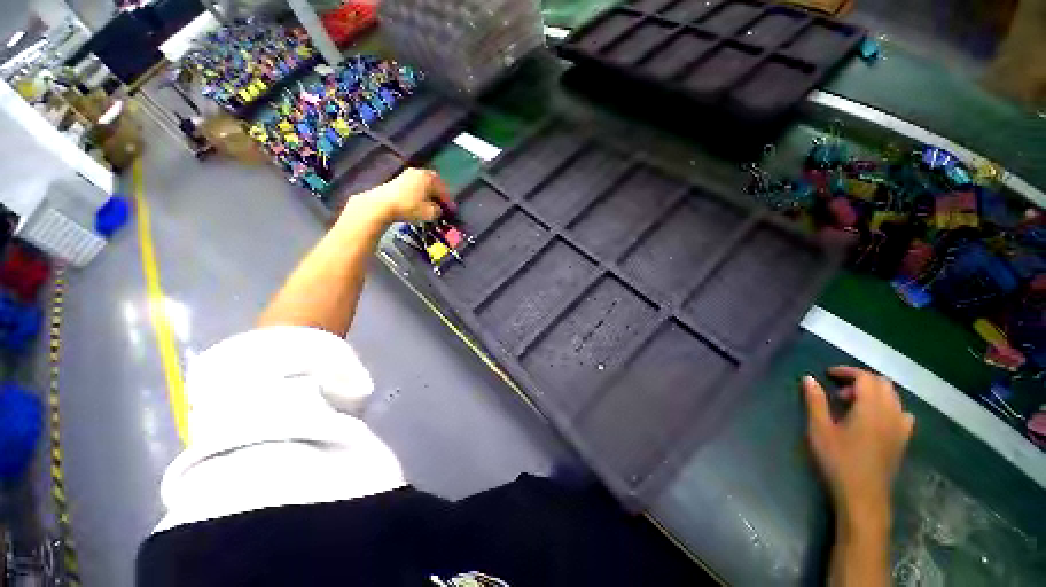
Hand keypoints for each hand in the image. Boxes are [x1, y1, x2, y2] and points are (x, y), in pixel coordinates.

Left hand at [350, 168, 451, 224]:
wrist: (381, 205)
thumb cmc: (409, 207)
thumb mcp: (430, 213)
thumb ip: (438, 210)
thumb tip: (438, 209)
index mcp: (429, 178)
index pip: (444, 190)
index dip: (448, 201)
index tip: (451, 211)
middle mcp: (419, 172)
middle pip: (434, 184)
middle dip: (439, 195)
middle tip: (442, 206)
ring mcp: (407, 174)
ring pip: (423, 185)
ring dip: (428, 194)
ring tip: (430, 205)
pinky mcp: (397, 180)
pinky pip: (414, 186)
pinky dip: (419, 194)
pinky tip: (418, 202)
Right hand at [802, 366, 913, 525]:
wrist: (863, 496)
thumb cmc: (838, 461)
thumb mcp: (819, 430)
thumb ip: (815, 402)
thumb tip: (809, 378)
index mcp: (871, 408)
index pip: (865, 378)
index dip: (847, 371)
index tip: (828, 374)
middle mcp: (891, 413)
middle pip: (882, 384)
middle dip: (861, 380)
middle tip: (839, 390)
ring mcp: (901, 428)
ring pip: (894, 398)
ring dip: (874, 393)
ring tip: (854, 404)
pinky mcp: (903, 441)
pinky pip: (902, 414)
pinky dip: (889, 408)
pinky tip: (875, 419)